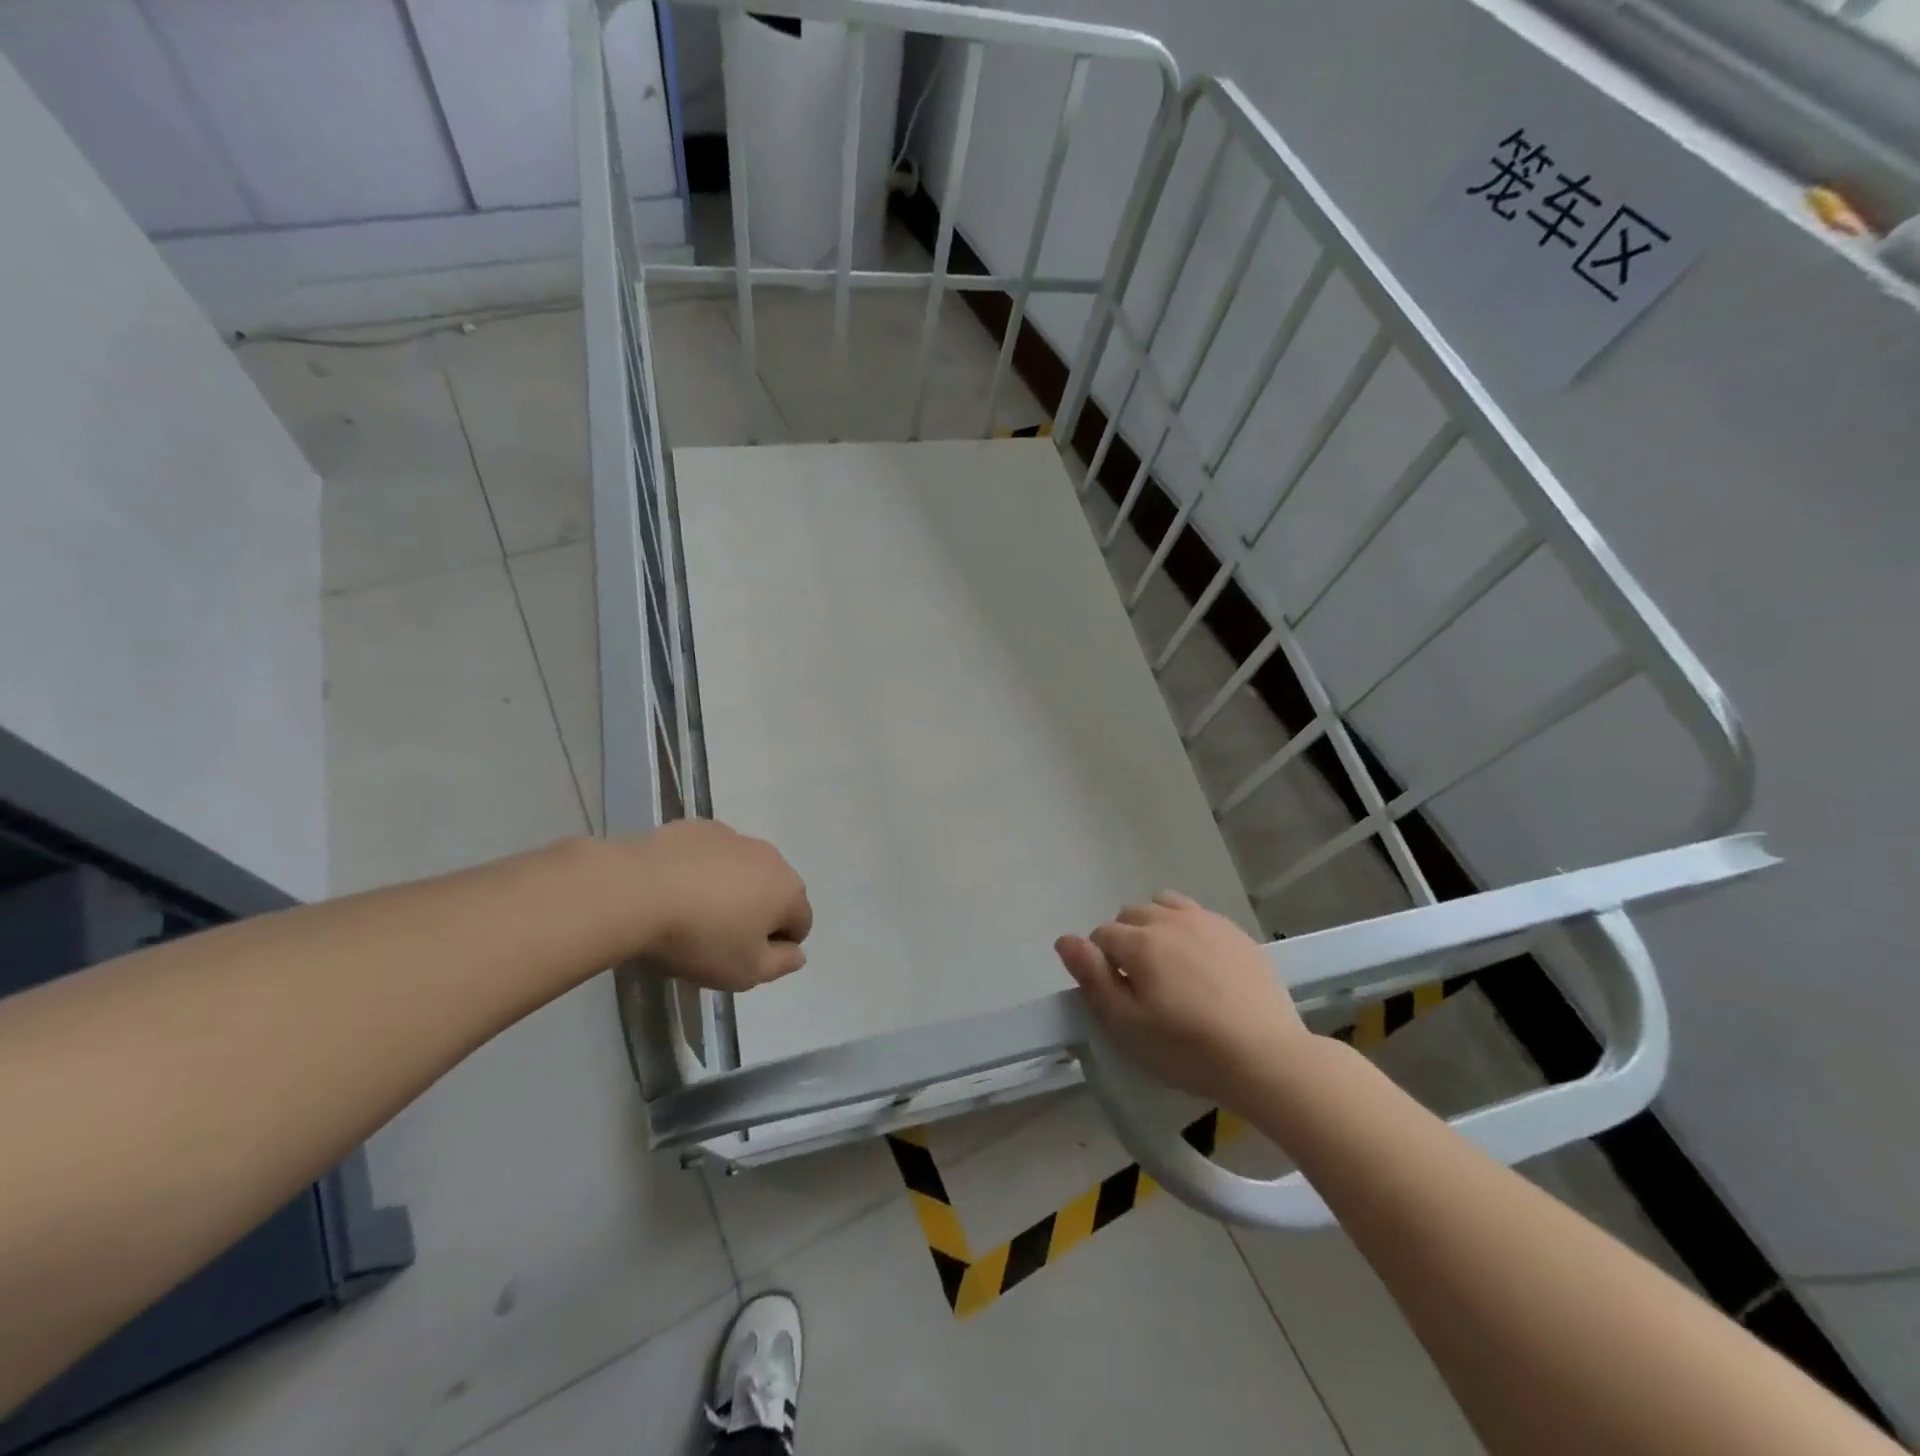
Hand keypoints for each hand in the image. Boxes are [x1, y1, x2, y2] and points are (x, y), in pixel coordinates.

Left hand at [631, 820, 812, 991]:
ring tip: (694, 911)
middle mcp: (770, 857)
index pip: (801, 922)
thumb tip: (798, 953)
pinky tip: (675, 887)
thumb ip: (781, 965)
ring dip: (731, 888)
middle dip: (757, 912)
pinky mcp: (699, 828)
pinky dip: (702, 869)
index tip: (745, 957)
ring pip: (743, 869)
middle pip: (774, 891)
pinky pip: (711, 854)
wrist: (637, 891)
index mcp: (788, 891)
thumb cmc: (700, 938)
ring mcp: (734, 837)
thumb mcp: (745, 972)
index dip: (778, 946)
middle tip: (721, 937)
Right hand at [1055, 891, 1307, 1107]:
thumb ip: (1092, 977)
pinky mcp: (1235, 931)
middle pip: (1130, 914)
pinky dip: (1186, 928)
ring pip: (1164, 905)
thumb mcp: (1126, 1024)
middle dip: (1125, 940)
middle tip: (1140, 983)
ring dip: (1154, 925)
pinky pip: (1197, 914)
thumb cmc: (1187, 1048)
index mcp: (1139, 942)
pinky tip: (1200, 962)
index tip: (1116, 994)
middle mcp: (1169, 920)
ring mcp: (1206, 921)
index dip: (1100, 964)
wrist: (1266, 1057)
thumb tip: (1064, 940)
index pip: (1101, 936)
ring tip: (1168, 964)